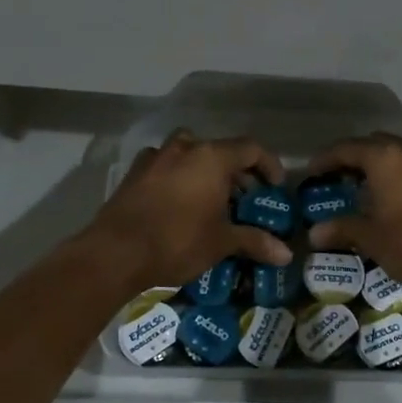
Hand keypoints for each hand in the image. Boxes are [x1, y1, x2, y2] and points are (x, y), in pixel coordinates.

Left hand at [85, 130, 292, 289]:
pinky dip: (178, 177)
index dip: (268, 165)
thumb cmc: (178, 241)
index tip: (275, 186)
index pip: (251, 149)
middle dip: (237, 171)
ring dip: (205, 170)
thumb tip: (286, 254)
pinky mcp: (134, 172)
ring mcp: (156, 157)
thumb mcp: (222, 242)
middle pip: (220, 150)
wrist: (115, 252)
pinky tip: (179, 201)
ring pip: (190, 154)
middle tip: (246, 197)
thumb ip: (255, 241)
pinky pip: (166, 166)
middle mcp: (185, 147)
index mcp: (212, 157)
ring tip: (212, 198)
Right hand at [305, 134, 401, 291]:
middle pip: (373, 144)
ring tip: (365, 186)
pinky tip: (395, 195)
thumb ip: (342, 229)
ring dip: (379, 164)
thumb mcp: (371, 237)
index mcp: (384, 157)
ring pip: (397, 152)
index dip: (325, 159)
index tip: (312, 172)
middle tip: (338, 177)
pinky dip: (399, 173)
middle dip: (353, 157)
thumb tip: (314, 233)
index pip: (346, 148)